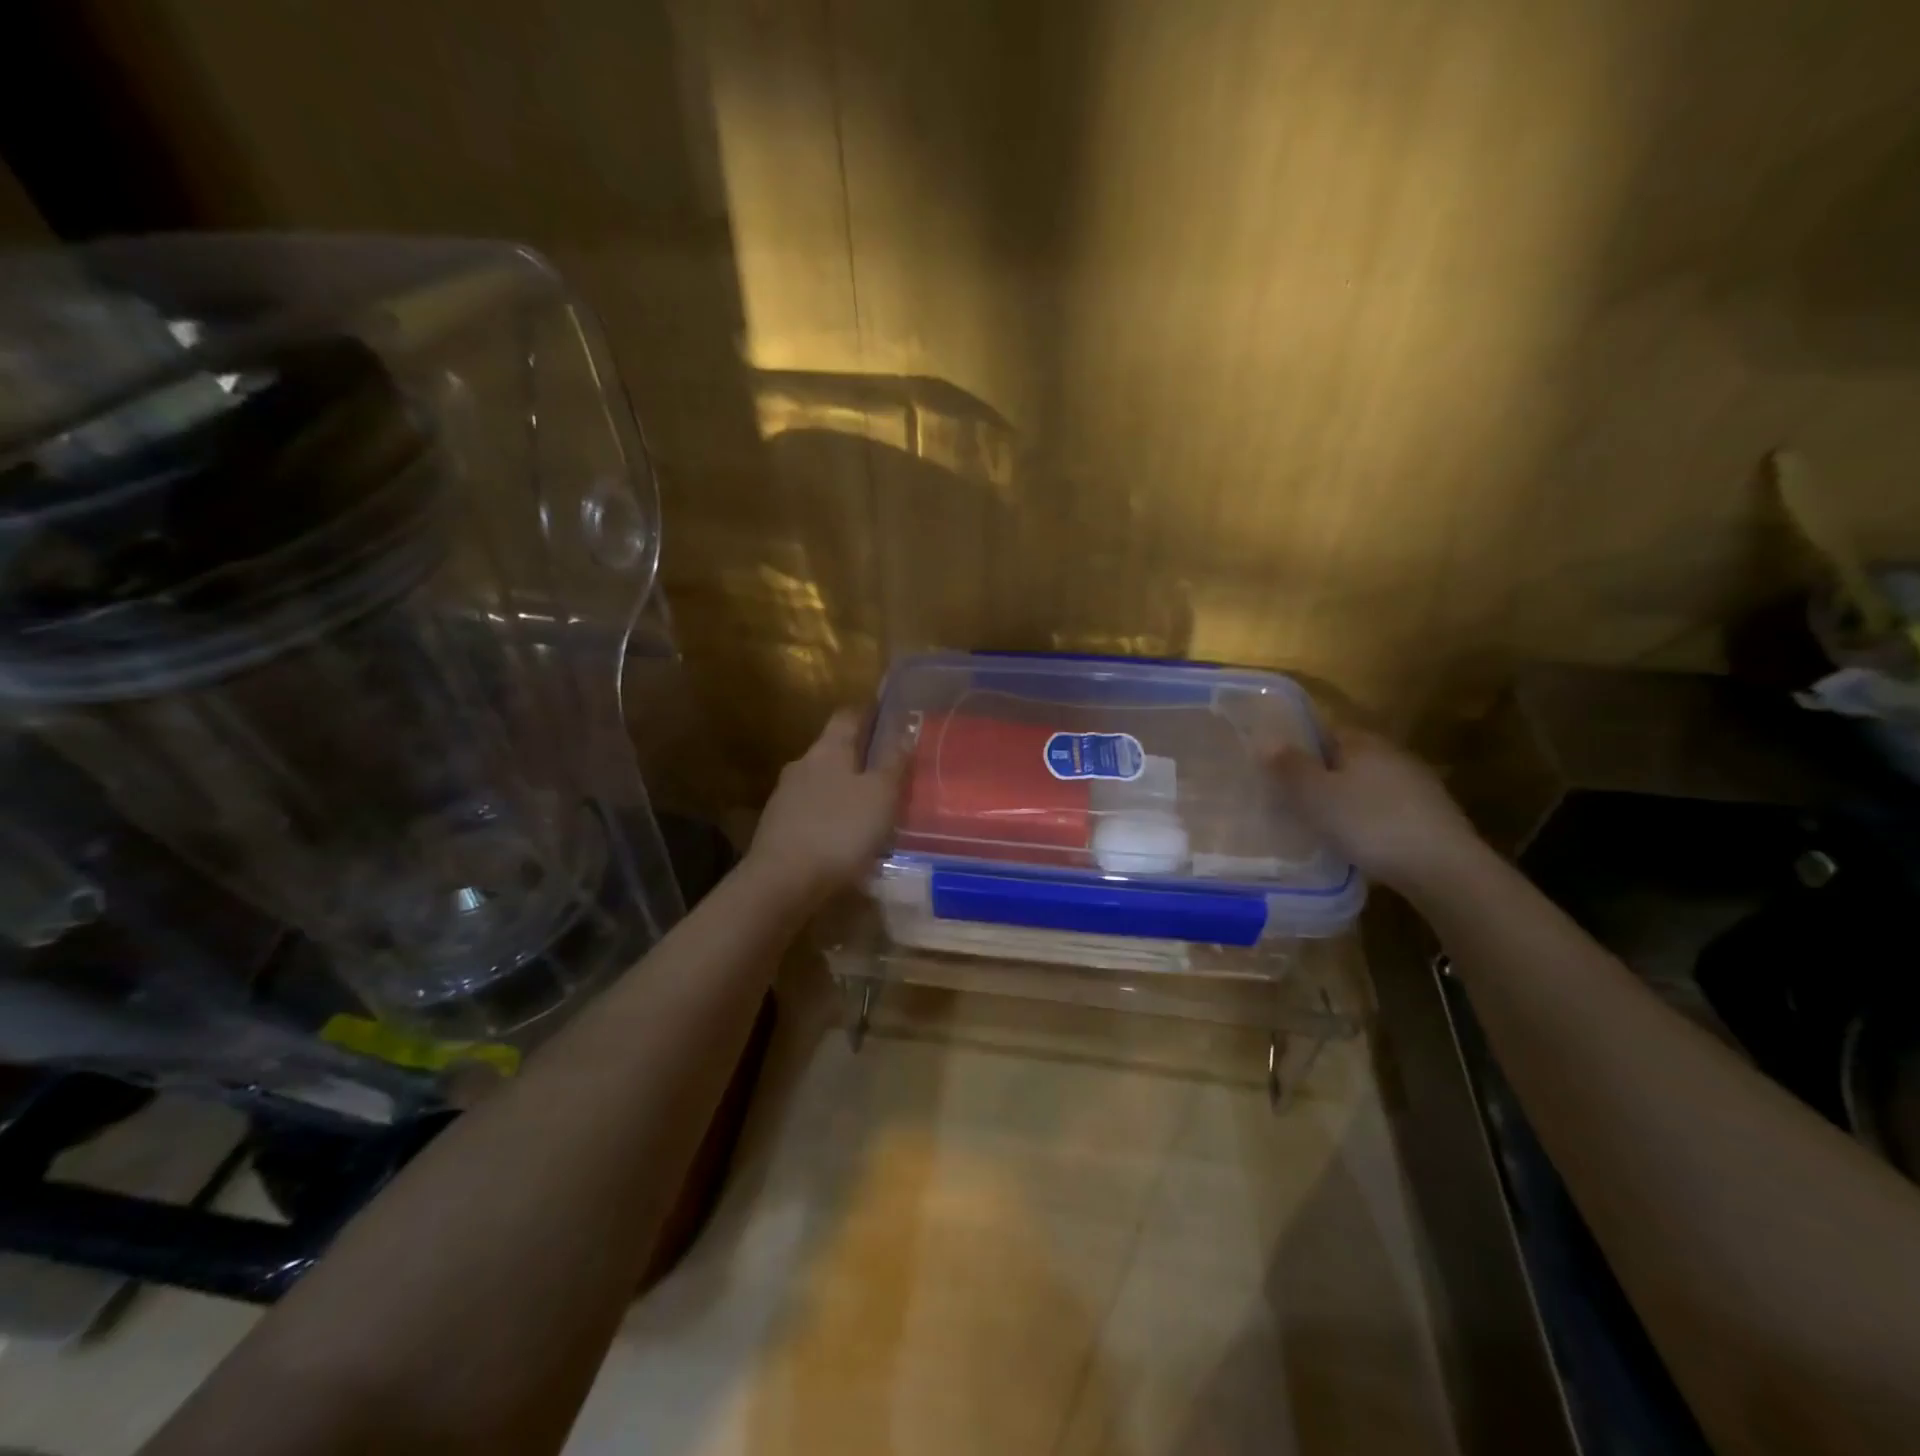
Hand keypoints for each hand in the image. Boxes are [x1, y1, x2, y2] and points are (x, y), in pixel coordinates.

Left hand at [746, 709, 905, 901]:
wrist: (783, 882)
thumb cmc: (839, 830)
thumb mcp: (880, 795)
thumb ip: (893, 761)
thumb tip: (905, 729)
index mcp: (827, 750)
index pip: (847, 716)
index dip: (868, 713)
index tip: (888, 715)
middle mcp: (802, 765)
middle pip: (833, 749)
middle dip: (858, 755)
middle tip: (887, 768)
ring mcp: (785, 797)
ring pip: (822, 781)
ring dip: (844, 788)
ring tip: (869, 806)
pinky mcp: (778, 827)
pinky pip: (812, 811)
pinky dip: (830, 815)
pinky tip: (844, 834)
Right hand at [1268, 727, 1479, 890]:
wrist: (1443, 868)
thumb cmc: (1369, 823)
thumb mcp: (1315, 795)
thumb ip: (1289, 767)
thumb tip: (1268, 741)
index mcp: (1363, 742)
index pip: (1324, 732)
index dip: (1299, 749)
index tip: (1279, 773)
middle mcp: (1392, 754)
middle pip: (1347, 759)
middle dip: (1323, 776)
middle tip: (1296, 802)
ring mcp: (1417, 785)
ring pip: (1368, 785)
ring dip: (1348, 800)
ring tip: (1324, 826)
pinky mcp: (1432, 816)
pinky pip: (1387, 810)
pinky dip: (1370, 821)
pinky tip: (1360, 843)